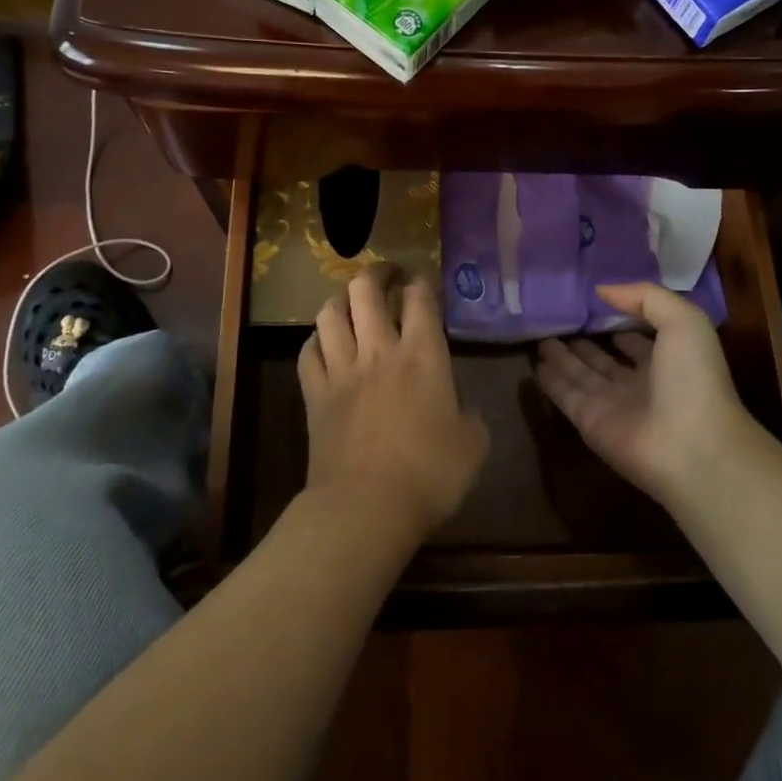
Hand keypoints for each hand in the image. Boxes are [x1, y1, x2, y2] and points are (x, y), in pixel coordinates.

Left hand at [299, 267, 489, 540]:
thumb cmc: (430, 474)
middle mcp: (379, 349)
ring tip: (352, 302)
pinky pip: (308, 351)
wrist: (366, 507)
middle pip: (367, 289)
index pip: (420, 297)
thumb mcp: (474, 442)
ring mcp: (342, 369)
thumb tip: (455, 397)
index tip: (424, 282)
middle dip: (378, 273)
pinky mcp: (315, 393)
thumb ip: (467, 408)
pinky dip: (316, 340)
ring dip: (341, 299)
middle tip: (388, 276)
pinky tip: (325, 343)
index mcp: (423, 354)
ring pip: (330, 312)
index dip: (422, 282)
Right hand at [534, 282, 760, 507]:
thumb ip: (645, 297)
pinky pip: (564, 395)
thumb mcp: (684, 321)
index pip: (638, 340)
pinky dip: (549, 380)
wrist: (692, 448)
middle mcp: (639, 383)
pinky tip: (535, 362)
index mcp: (666, 360)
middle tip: (558, 320)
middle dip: (585, 341)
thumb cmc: (694, 380)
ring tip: (541, 336)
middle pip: (605, 358)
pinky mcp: (589, 421)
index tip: (594, 303)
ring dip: (562, 357)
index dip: (621, 321)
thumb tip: (601, 289)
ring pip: (581, 375)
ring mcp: (612, 404)